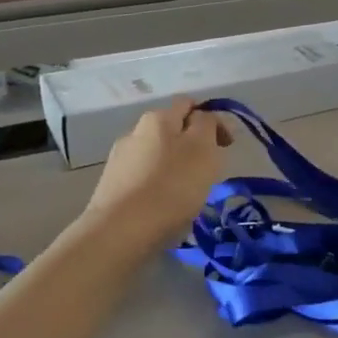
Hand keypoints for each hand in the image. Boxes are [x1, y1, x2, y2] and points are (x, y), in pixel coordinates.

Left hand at [86, 99, 230, 237]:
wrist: (120, 232)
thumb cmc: (171, 187)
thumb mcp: (203, 149)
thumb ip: (208, 125)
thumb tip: (203, 119)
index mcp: (158, 118)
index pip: (189, 105)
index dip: (212, 120)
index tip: (226, 146)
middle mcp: (135, 132)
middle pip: (172, 131)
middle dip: (193, 146)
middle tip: (208, 173)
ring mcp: (119, 160)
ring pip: (157, 156)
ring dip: (174, 168)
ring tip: (186, 195)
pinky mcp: (111, 187)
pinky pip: (143, 179)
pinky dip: (157, 187)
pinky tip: (163, 208)